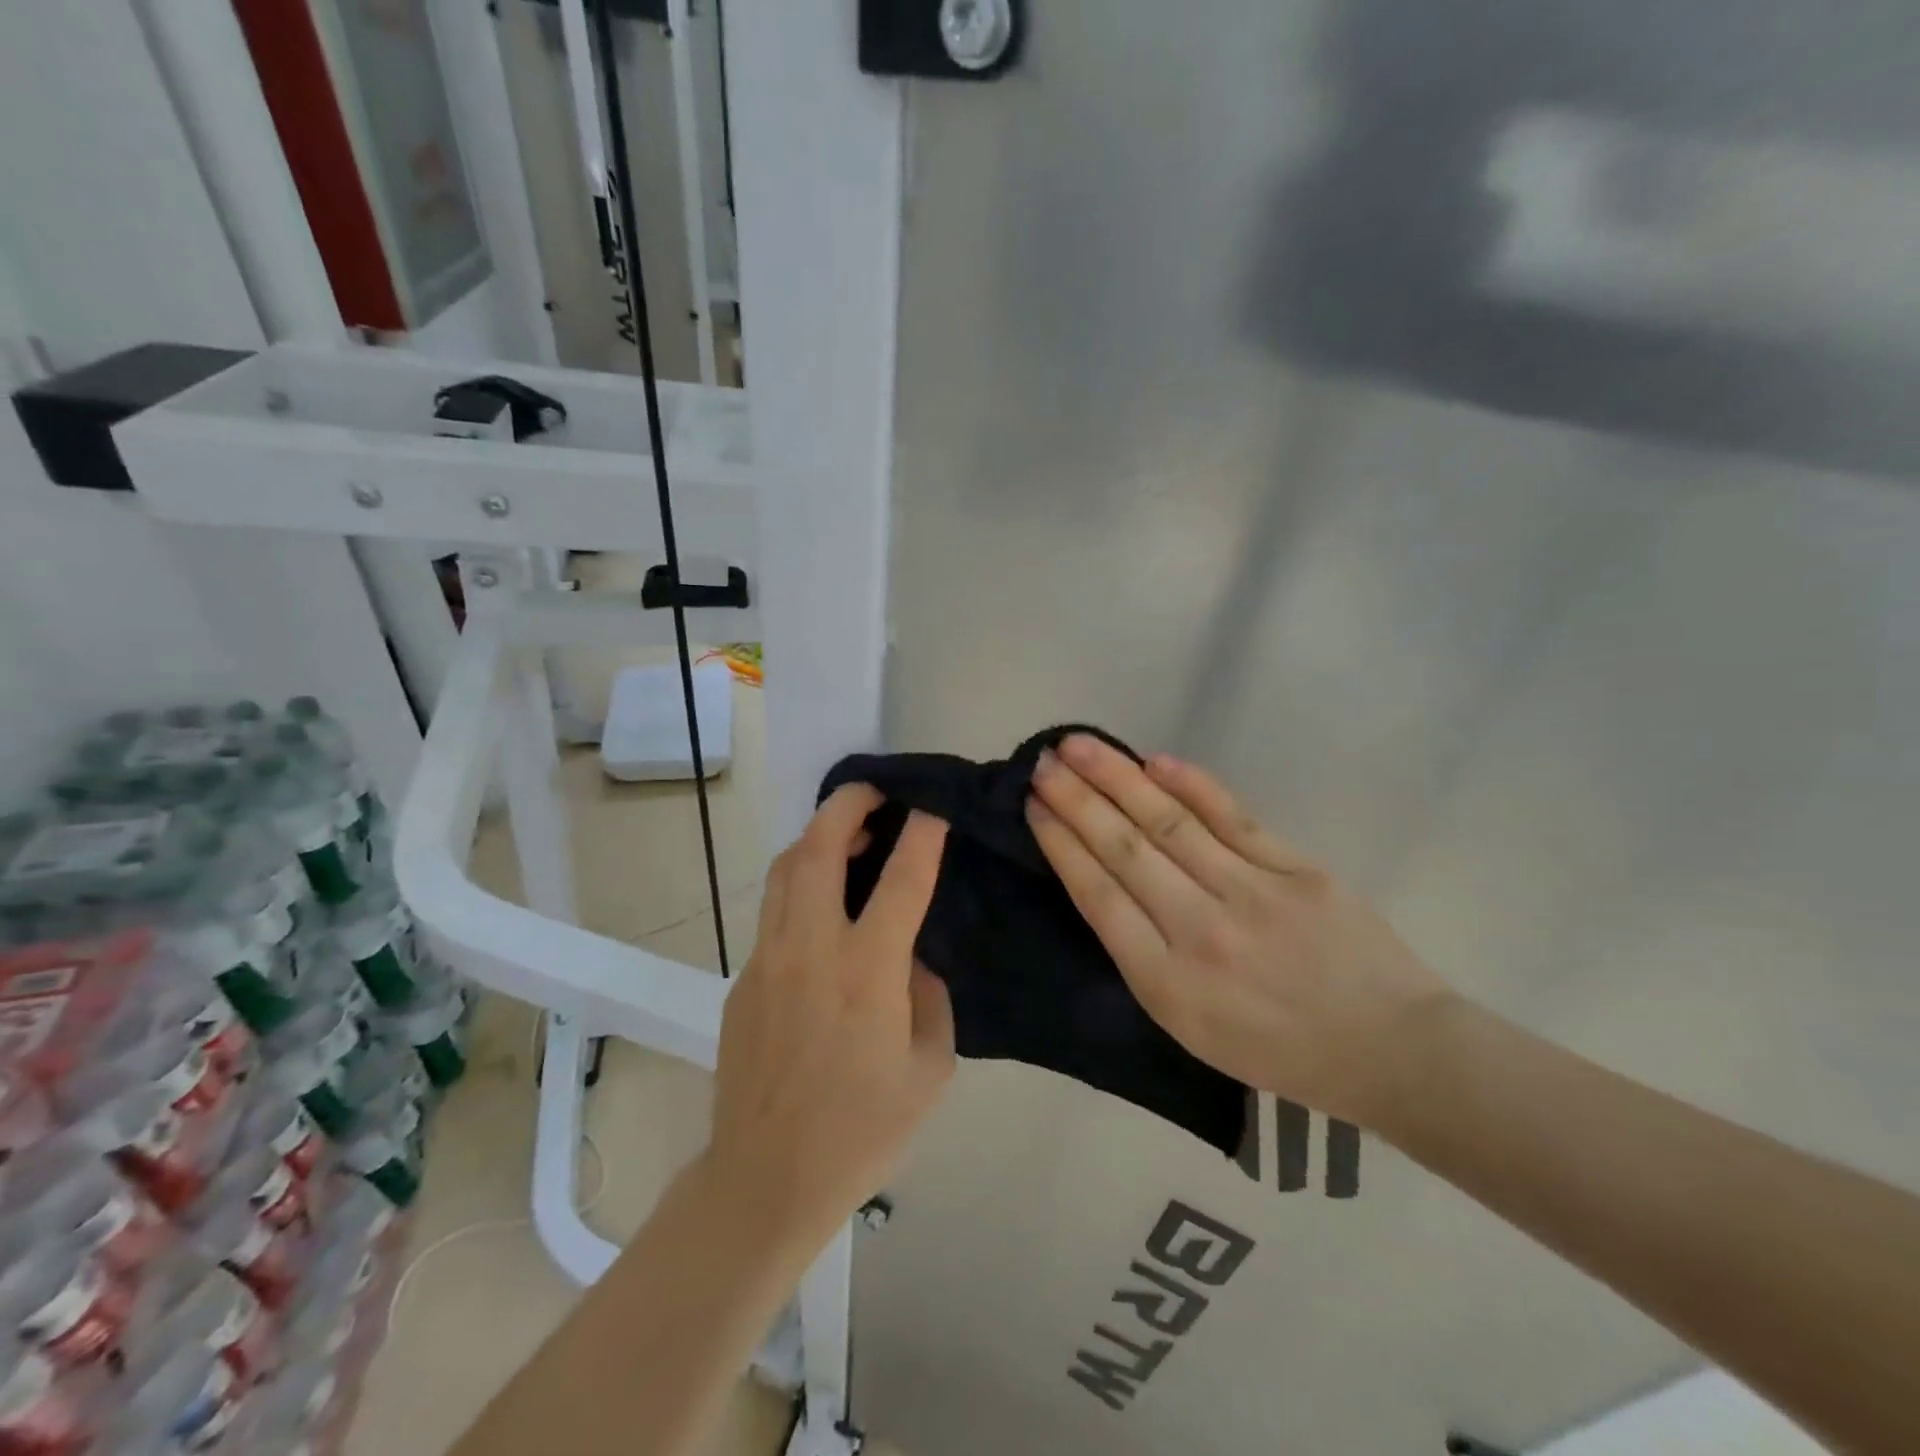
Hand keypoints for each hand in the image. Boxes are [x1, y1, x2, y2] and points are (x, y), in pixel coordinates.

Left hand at [703, 784, 955, 1246]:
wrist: (765, 1179)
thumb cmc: (862, 1131)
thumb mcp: (929, 1068)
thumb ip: (929, 997)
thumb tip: (911, 957)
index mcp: (867, 971)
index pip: (902, 879)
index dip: (922, 833)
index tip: (934, 805)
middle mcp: (811, 948)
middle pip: (819, 847)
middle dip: (849, 803)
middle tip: (876, 789)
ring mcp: (767, 958)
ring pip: (786, 868)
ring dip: (818, 836)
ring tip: (848, 832)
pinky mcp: (743, 976)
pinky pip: (774, 909)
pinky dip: (800, 883)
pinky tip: (823, 903)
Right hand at [1026, 734, 1450, 1126]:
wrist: (1391, 1050)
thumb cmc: (1278, 1050)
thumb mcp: (1189, 1027)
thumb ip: (1144, 957)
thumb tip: (1106, 882)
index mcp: (1167, 984)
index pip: (1099, 897)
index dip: (1062, 845)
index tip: (1034, 806)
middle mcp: (1201, 932)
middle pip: (1125, 851)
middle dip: (1076, 801)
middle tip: (1042, 762)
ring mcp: (1252, 895)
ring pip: (1170, 824)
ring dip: (1118, 779)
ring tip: (1080, 746)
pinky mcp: (1297, 870)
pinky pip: (1233, 818)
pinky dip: (1192, 785)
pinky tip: (1156, 760)